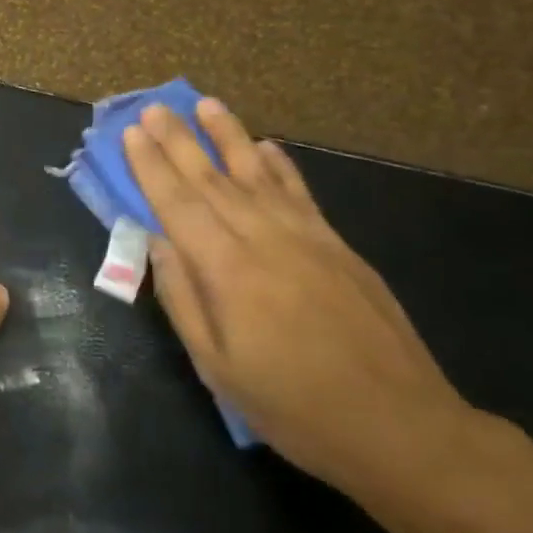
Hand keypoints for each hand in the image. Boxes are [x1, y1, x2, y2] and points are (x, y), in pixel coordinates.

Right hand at [124, 98, 474, 497]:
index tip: (131, 133)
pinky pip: (301, 194)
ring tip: (207, 104)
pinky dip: (281, 166)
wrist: (401, 427)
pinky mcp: (339, 247)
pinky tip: (268, 146)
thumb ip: (183, 298)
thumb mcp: (218, 366)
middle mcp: (265, 240)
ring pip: (258, 174)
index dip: (151, 166)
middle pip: (212, 179)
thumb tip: (157, 241)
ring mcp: (307, 239)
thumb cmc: (294, 407)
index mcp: (228, 271)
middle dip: (180, 140)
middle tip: (156, 107)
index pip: (178, 204)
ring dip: (230, 136)